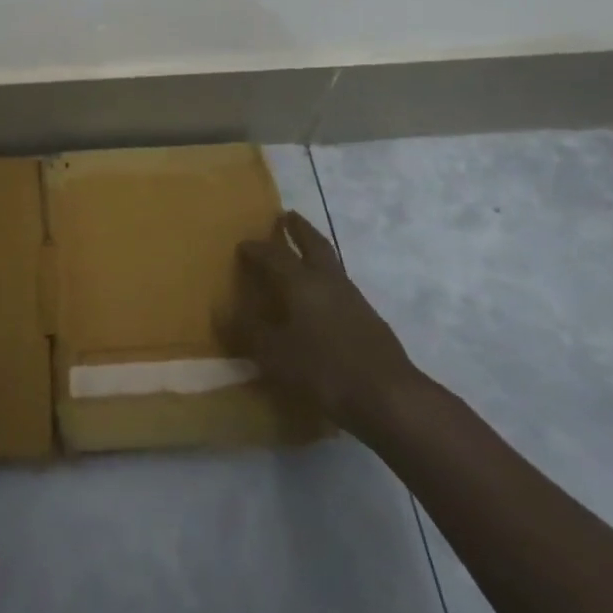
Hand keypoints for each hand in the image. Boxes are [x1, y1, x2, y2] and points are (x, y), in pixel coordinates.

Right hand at [218, 210, 424, 445]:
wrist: (389, 397)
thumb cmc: (324, 370)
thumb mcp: (275, 355)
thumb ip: (248, 331)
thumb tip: (222, 311)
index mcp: (302, 282)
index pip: (274, 255)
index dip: (256, 249)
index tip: (242, 245)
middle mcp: (328, 281)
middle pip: (314, 244)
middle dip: (299, 228)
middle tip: (287, 216)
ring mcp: (353, 298)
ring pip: (331, 263)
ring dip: (315, 251)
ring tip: (302, 253)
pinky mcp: (369, 318)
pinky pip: (340, 286)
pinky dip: (326, 279)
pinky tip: (322, 297)